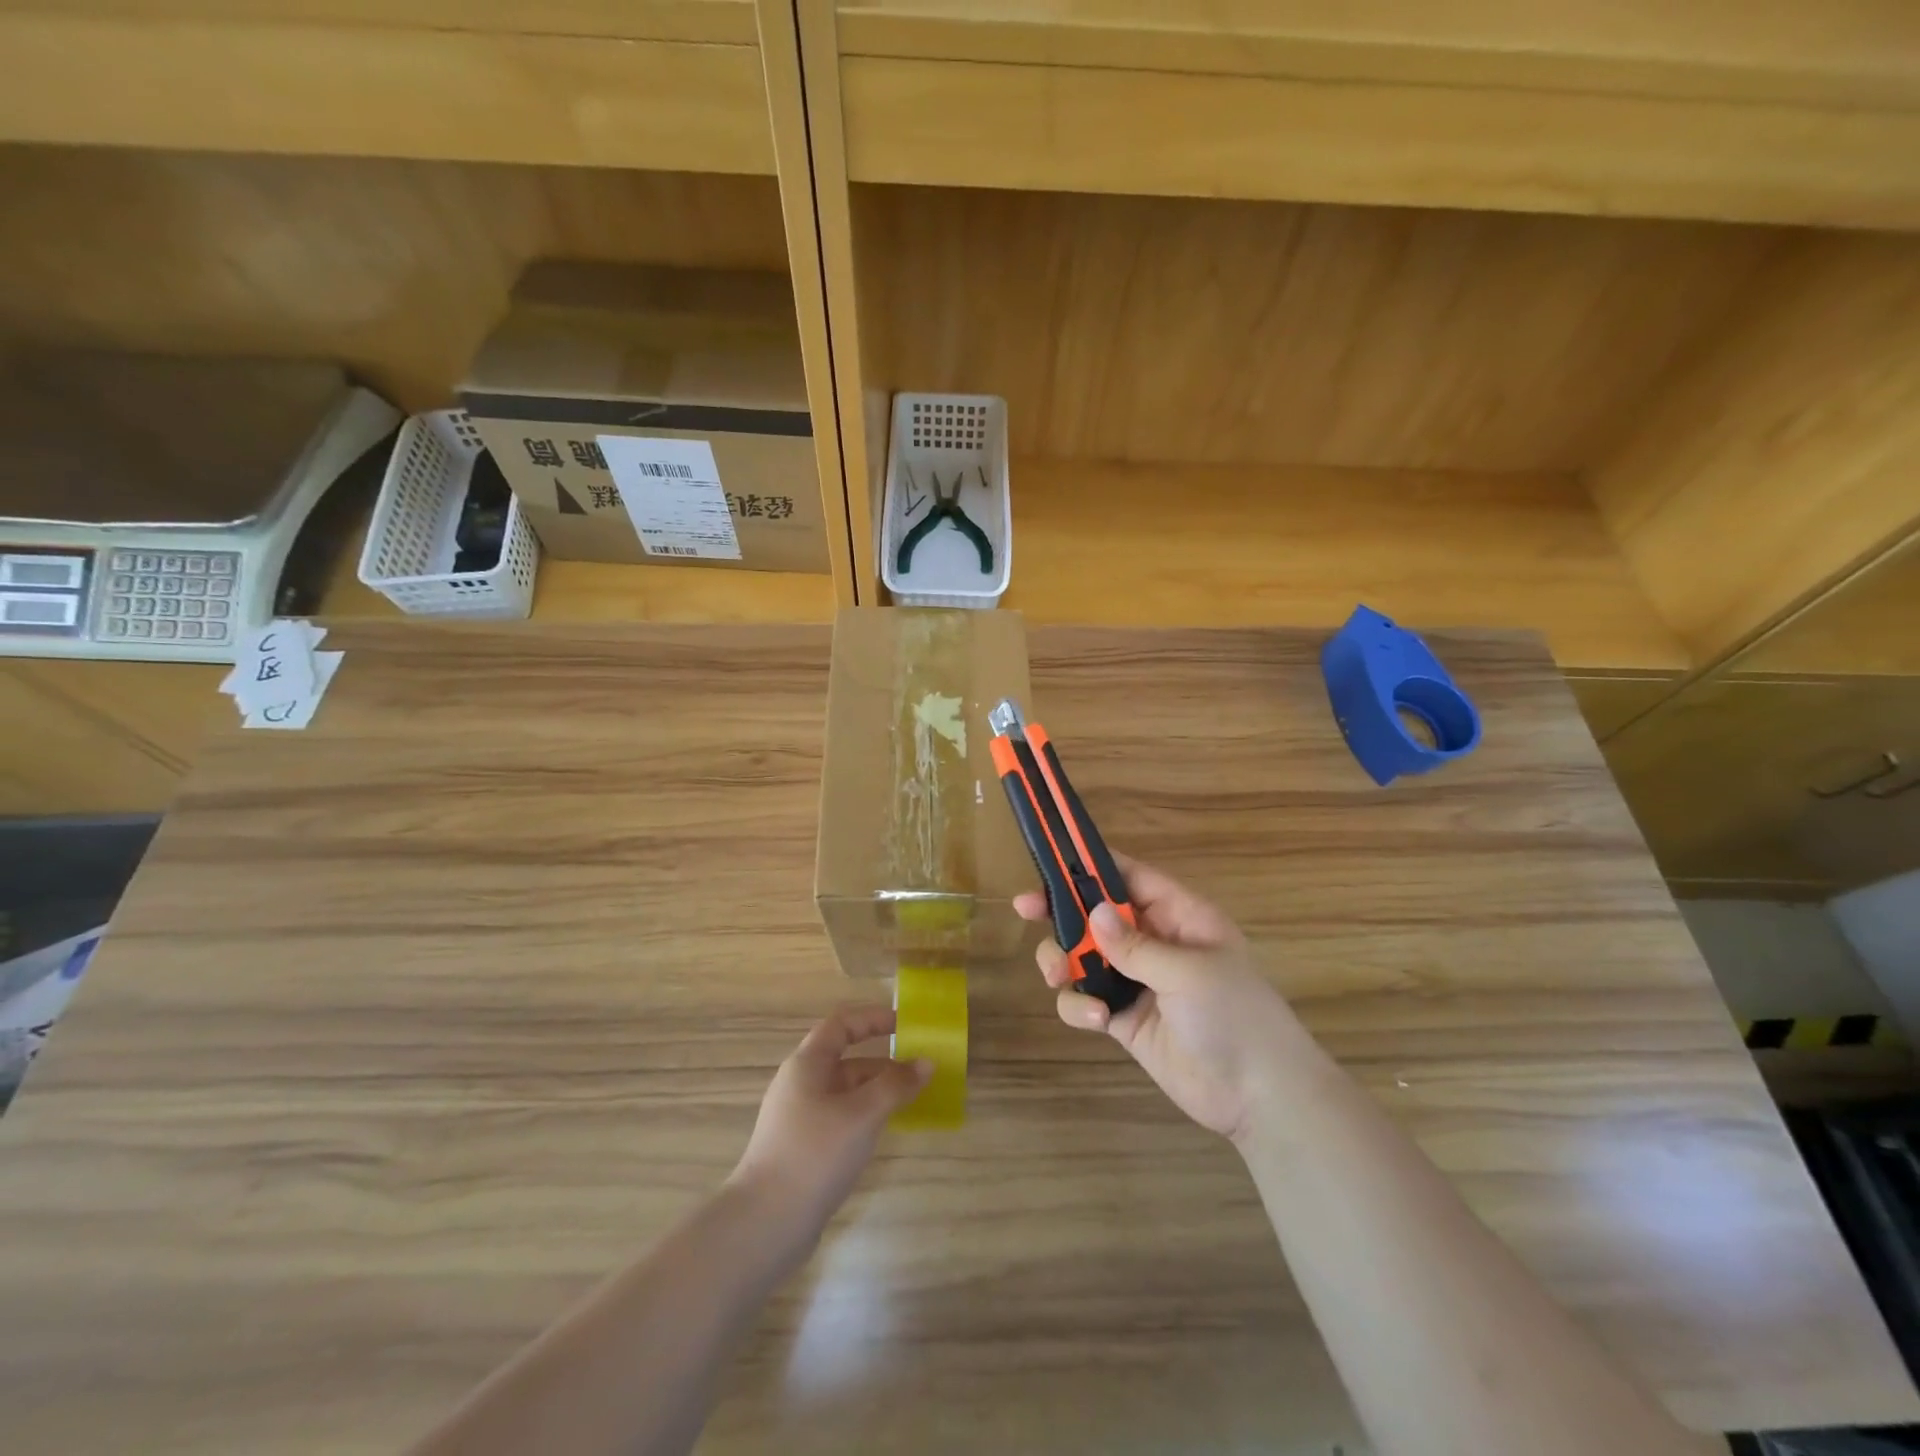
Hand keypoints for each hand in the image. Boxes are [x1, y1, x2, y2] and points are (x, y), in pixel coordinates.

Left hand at [730, 1006, 931, 1234]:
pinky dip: (865, 1115)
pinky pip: (841, 1116)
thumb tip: (926, 1063)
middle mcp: (801, 1083)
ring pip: (845, 1091)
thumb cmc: (815, 1154)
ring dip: (877, 1091)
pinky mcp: (803, 1147)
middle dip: (884, 1061)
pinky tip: (884, 1131)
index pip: (842, 1024)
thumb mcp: (862, 1114)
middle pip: (846, 1059)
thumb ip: (896, 1085)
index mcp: (807, 1064)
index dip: (873, 1018)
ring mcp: (800, 1117)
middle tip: (920, 1071)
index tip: (906, 1024)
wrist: (765, 1224)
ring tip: (911, 1101)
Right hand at [1015, 856, 1303, 1142]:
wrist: (1258, 1096)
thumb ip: (1135, 944)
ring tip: (1058, 974)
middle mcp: (1155, 942)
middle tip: (1024, 909)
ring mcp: (1137, 981)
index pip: (1131, 878)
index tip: (1053, 860)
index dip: (1094, 866)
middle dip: (1062, 912)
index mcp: (1180, 917)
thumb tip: (1094, 914)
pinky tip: (1095, 1019)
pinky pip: (1087, 998)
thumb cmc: (1234, 1016)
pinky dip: (1079, 1005)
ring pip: (1084, 956)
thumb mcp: (1188, 971)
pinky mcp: (1124, 1018)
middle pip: (1098, 914)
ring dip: (1064, 961)